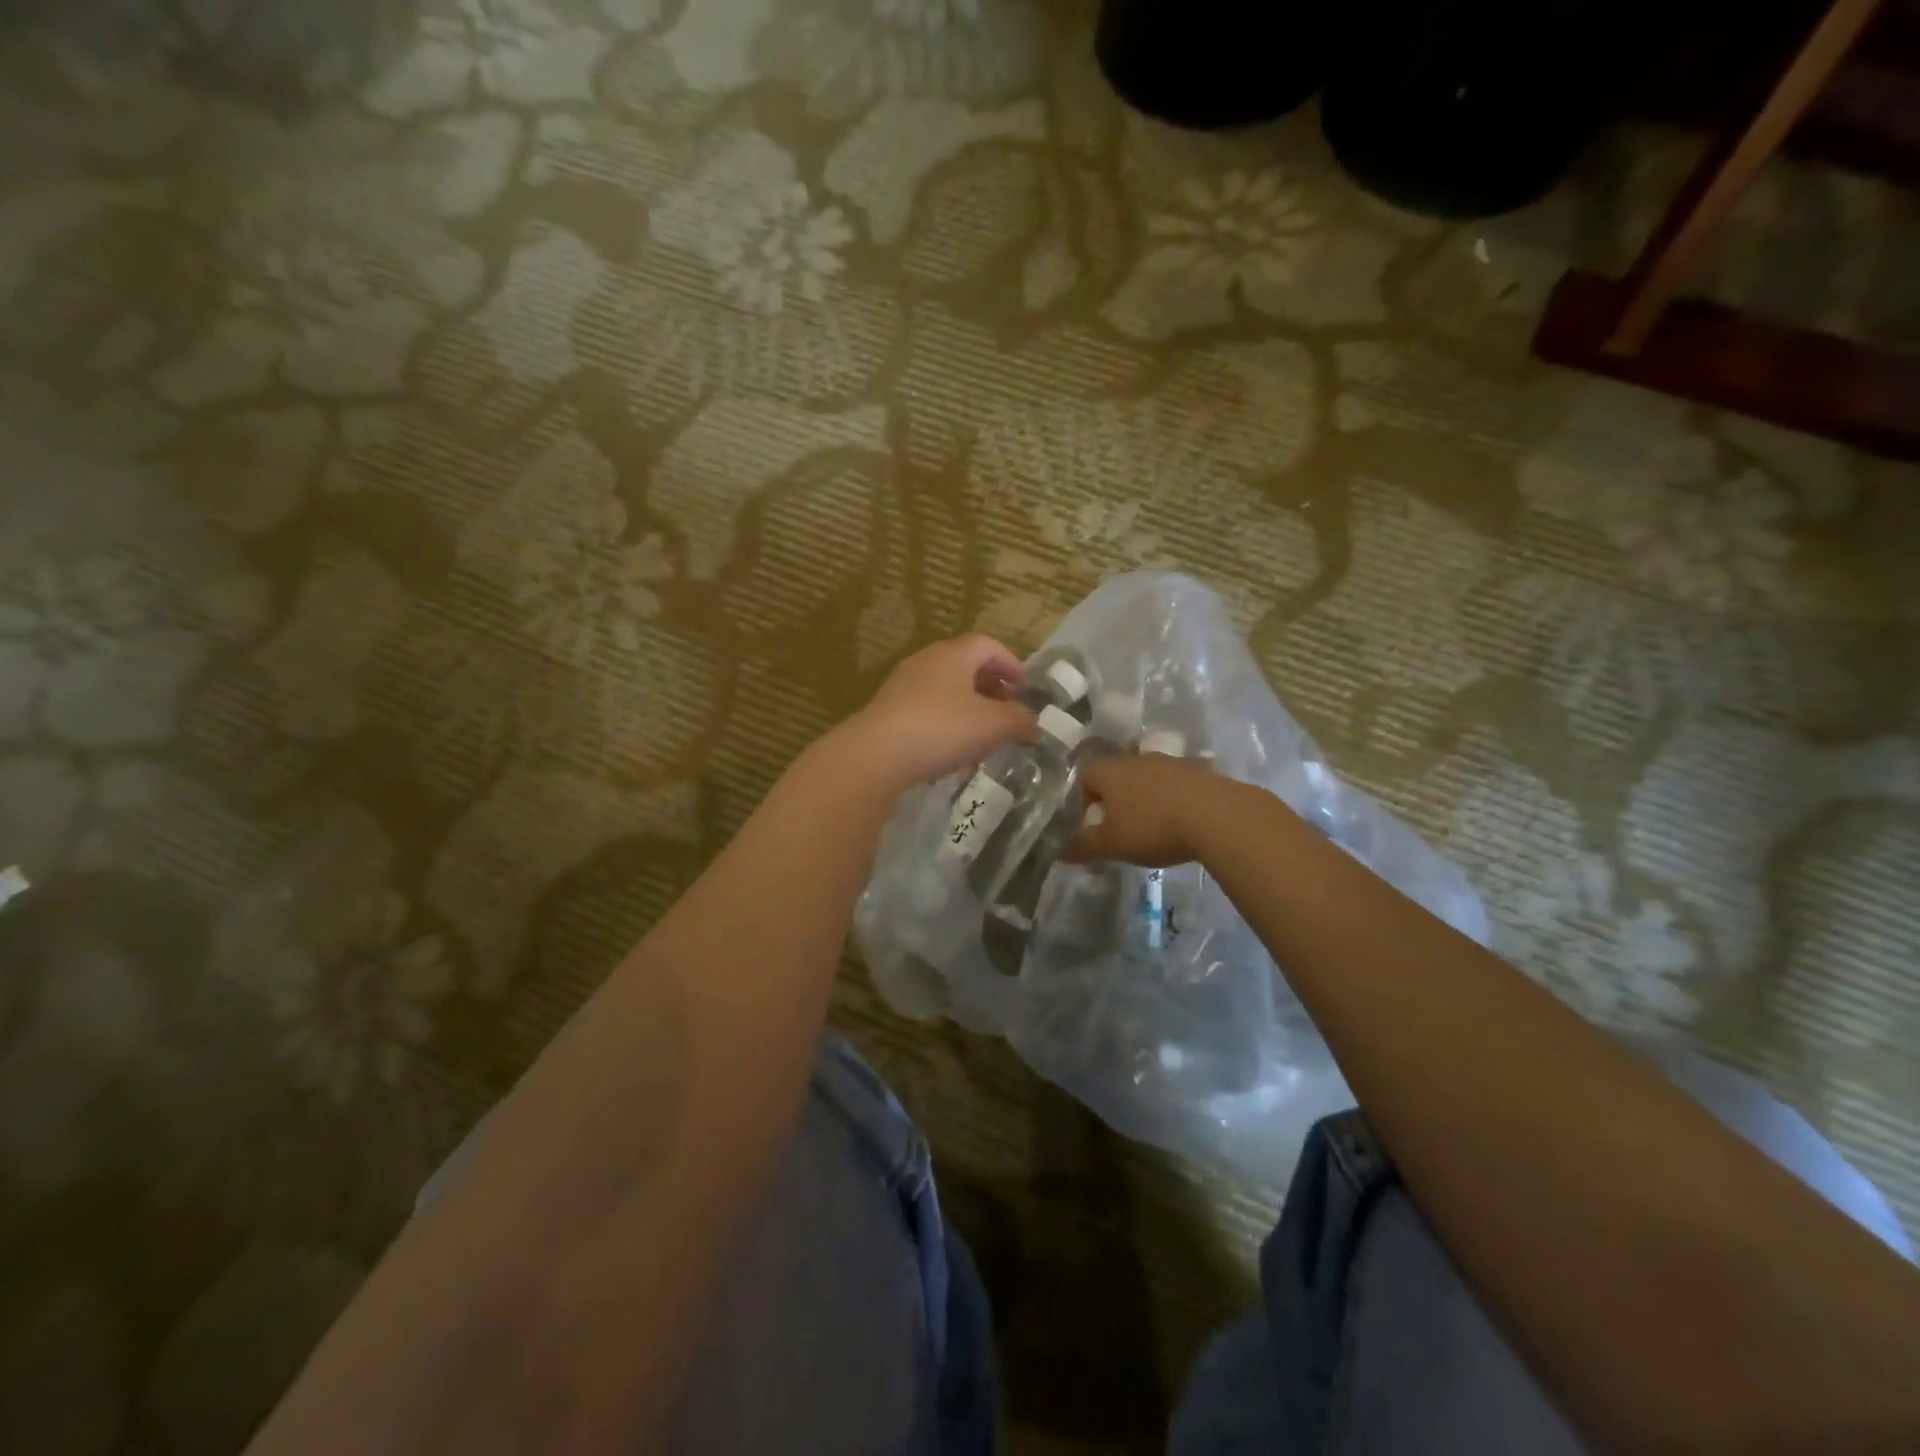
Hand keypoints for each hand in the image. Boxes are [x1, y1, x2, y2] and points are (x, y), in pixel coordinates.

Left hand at [840, 635, 1035, 790]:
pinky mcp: (887, 711)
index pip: (988, 645)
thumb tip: (1032, 720)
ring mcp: (902, 685)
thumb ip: (1019, 719)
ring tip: (982, 732)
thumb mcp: (994, 725)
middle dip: (990, 685)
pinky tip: (951, 747)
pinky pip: (925, 708)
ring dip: (967, 704)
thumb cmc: (943, 729)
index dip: (1012, 663)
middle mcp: (925, 661)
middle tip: (1007, 709)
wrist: (877, 755)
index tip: (1025, 688)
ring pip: (944, 688)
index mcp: (953, 654)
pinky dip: (945, 720)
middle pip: (965, 664)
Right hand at [1064, 753, 1225, 866]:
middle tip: (1123, 827)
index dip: (1084, 799)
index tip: (1093, 823)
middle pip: (1117, 774)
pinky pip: (1178, 783)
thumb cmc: (1152, 827)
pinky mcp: (1199, 770)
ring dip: (1147, 796)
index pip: (1085, 777)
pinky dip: (1175, 798)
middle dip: (1117, 798)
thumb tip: (1058, 852)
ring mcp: (1170, 761)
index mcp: (1109, 772)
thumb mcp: (1112, 844)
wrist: (1216, 815)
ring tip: (1155, 825)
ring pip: (1149, 777)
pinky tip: (1184, 821)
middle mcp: (1136, 758)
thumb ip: (1084, 846)